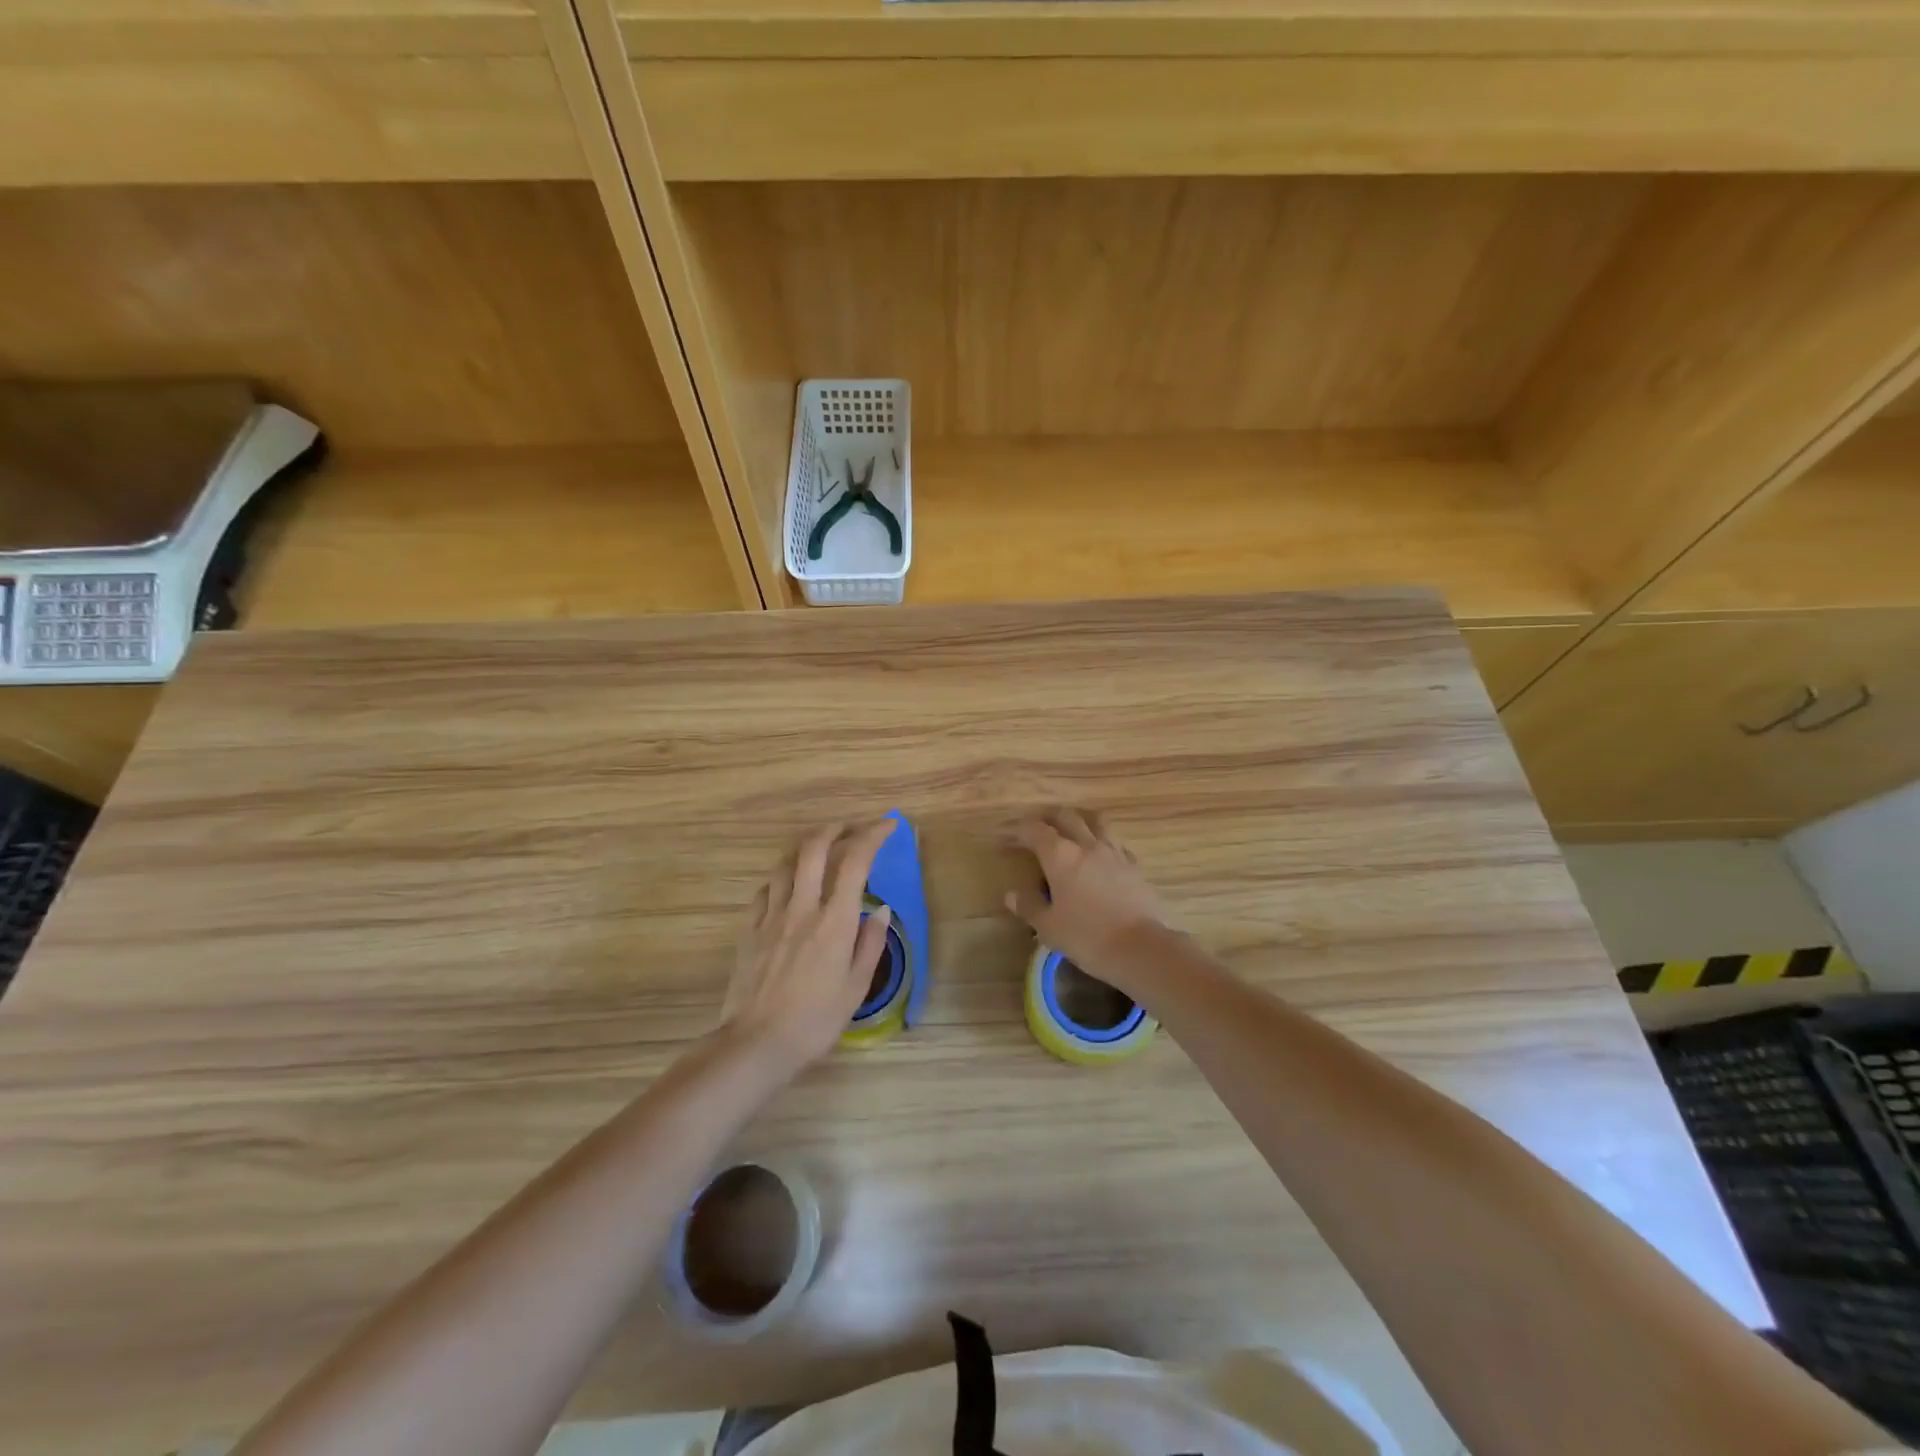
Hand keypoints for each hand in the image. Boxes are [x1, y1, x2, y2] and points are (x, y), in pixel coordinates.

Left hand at [723, 820, 895, 1072]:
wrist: (757, 1044)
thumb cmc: (815, 1020)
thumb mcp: (856, 987)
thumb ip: (870, 943)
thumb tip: (881, 909)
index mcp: (834, 921)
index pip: (855, 861)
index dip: (872, 835)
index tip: (887, 826)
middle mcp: (802, 908)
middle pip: (814, 848)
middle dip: (835, 829)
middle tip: (850, 828)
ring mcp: (771, 916)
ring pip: (785, 863)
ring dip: (805, 848)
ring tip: (819, 850)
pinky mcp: (749, 929)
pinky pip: (765, 890)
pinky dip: (781, 878)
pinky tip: (787, 887)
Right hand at [1004, 810, 1175, 995]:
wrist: (1141, 949)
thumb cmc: (1087, 937)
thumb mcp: (1049, 927)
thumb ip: (1029, 906)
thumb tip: (1011, 895)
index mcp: (1061, 855)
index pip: (1033, 830)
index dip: (1016, 830)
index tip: (1003, 838)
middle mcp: (1087, 845)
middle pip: (1065, 816)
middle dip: (1046, 819)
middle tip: (1034, 831)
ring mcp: (1115, 853)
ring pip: (1095, 822)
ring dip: (1078, 822)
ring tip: (1070, 834)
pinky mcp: (1134, 866)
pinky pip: (1115, 843)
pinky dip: (1101, 843)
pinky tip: (1099, 858)